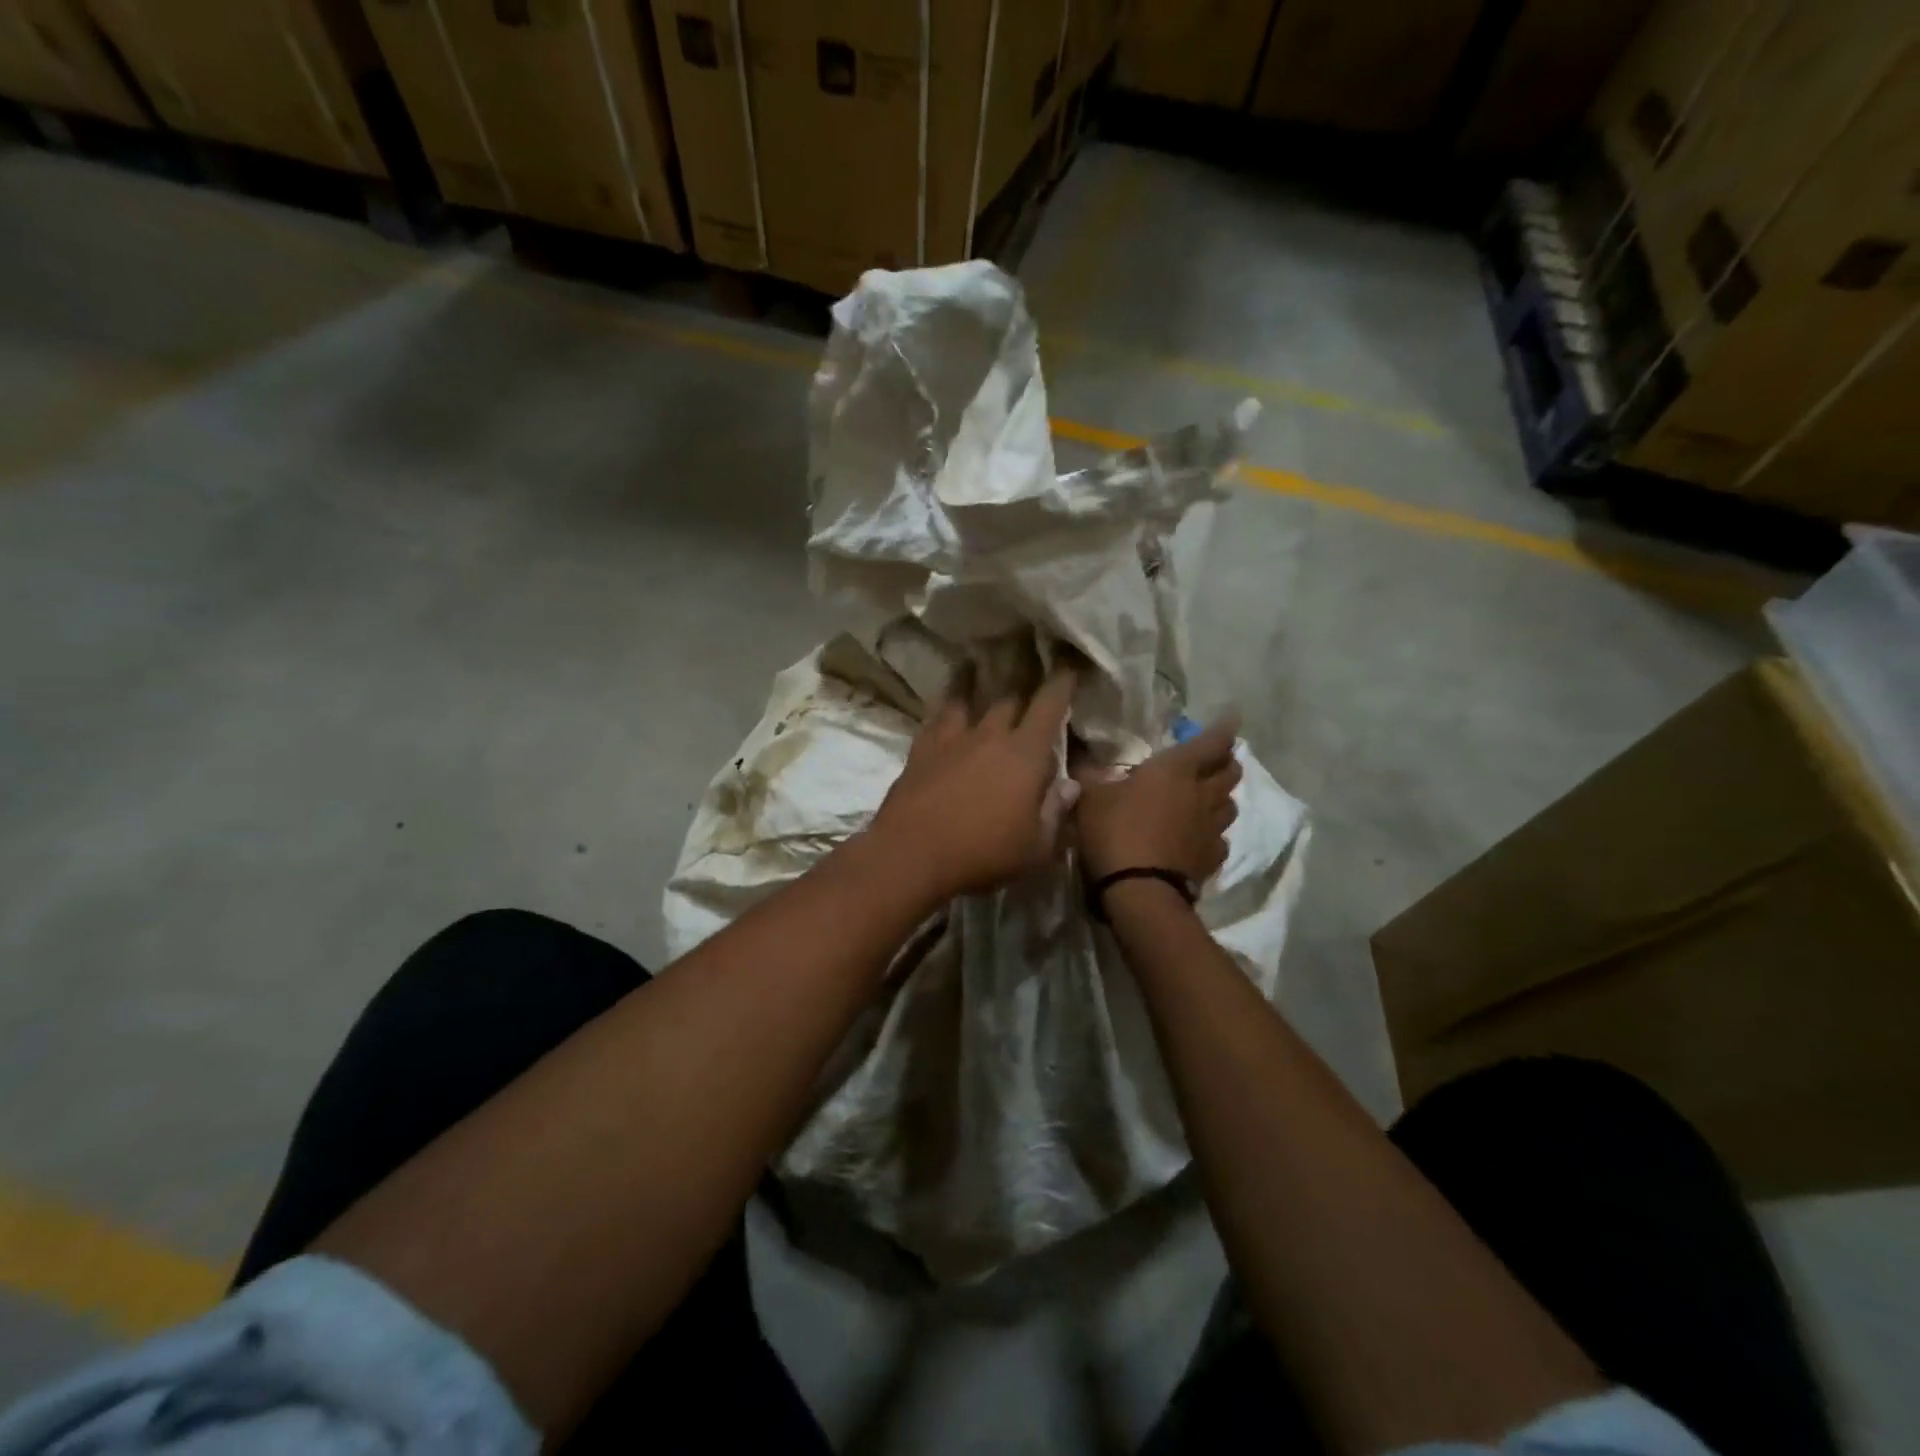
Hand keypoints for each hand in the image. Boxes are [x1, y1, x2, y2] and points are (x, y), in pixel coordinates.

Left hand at [869, 667, 1080, 900]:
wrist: (911, 854)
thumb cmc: (983, 854)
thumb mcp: (1035, 847)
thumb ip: (1055, 813)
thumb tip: (1070, 786)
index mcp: (1025, 754)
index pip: (1049, 706)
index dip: (1061, 683)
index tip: (1068, 664)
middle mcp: (990, 736)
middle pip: (1009, 699)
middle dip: (1023, 686)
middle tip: (1028, 672)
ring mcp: (951, 740)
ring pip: (967, 699)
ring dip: (974, 682)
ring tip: (975, 664)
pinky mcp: (921, 750)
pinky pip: (936, 718)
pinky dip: (944, 706)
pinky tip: (944, 704)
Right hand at [1073, 719, 1241, 885]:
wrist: (1139, 892)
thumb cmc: (1115, 832)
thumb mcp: (1089, 796)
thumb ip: (1087, 771)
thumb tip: (1076, 748)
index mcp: (1176, 770)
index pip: (1212, 742)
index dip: (1223, 728)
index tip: (1232, 717)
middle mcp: (1203, 794)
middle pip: (1231, 772)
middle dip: (1226, 762)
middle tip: (1214, 759)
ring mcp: (1212, 829)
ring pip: (1230, 805)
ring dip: (1222, 797)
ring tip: (1207, 797)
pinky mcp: (1212, 859)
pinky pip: (1221, 839)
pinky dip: (1213, 834)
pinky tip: (1199, 837)